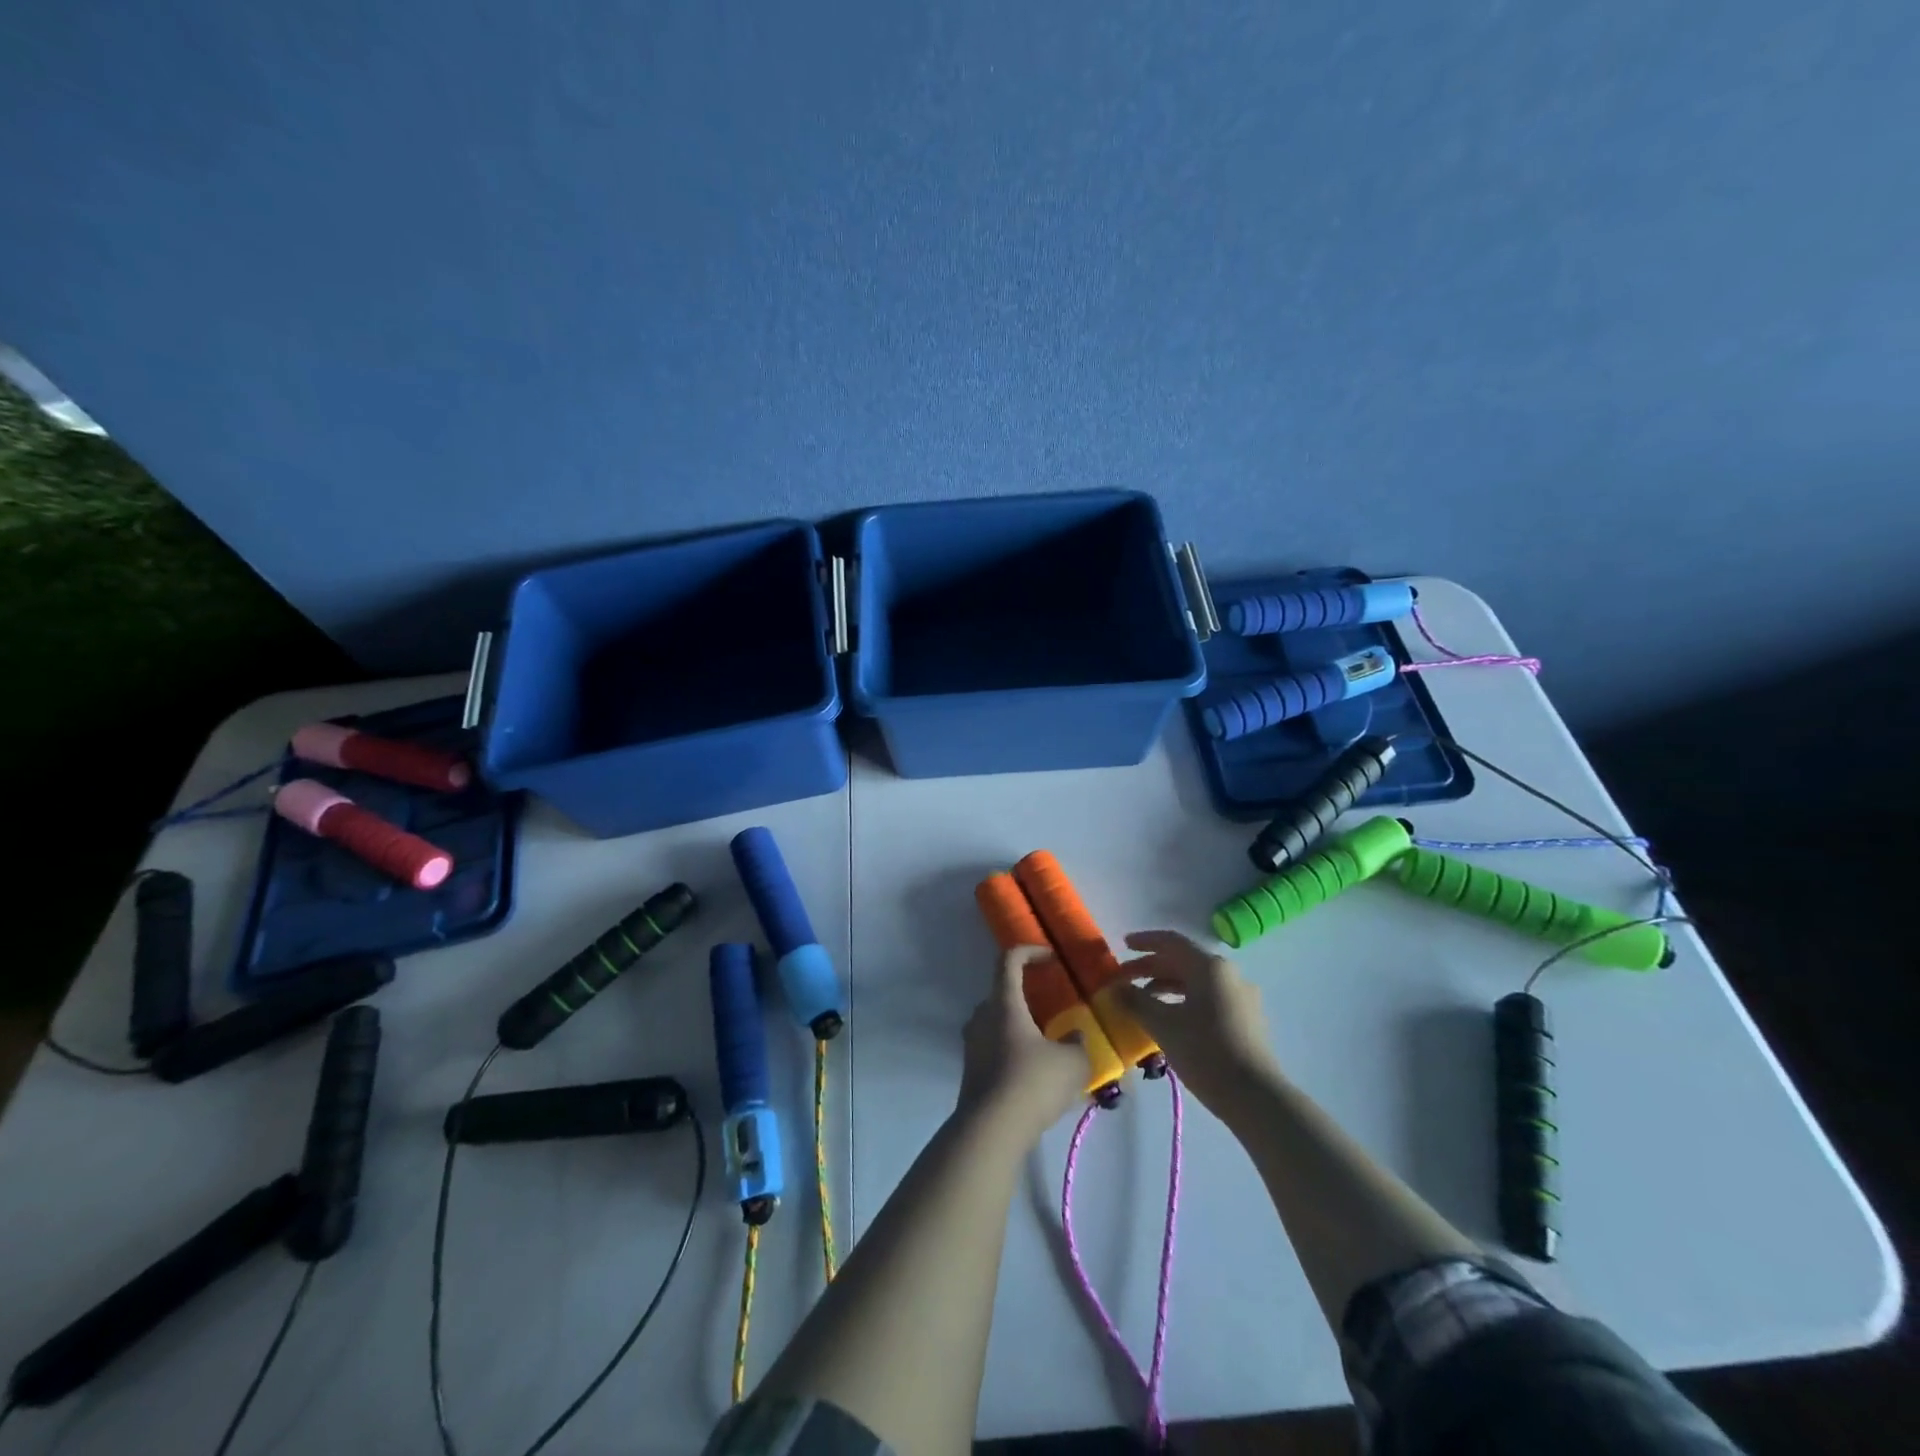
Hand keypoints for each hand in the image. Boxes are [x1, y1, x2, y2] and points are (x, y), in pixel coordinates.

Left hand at [956, 947, 1089, 1146]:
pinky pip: (995, 1048)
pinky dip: (1015, 1051)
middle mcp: (982, 1016)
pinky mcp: (971, 1070)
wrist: (990, 1131)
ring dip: (1023, 1028)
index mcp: (1004, 1003)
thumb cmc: (1032, 1083)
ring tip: (1050, 1046)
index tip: (1051, 958)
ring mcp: (972, 1044)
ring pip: (999, 1023)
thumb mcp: (1072, 1062)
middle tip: (1056, 1011)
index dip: (1030, 952)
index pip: (1009, 960)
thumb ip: (1077, 1043)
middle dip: (1031, 998)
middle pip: (1004, 993)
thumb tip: (1075, 1035)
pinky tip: (1037, 1075)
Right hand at [1111, 930, 1281, 1112]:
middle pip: (1183, 961)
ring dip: (1166, 985)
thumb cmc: (1205, 1052)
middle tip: (1123, 977)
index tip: (1123, 945)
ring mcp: (1241, 997)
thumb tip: (1114, 988)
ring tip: (1142, 999)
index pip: (1171, 942)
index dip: (1145, 941)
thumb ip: (1135, 1001)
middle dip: (1151, 967)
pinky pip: (1208, 998)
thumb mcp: (1163, 1025)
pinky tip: (1169, 1019)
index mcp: (1209, 967)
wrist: (1256, 1097)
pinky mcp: (1246, 1019)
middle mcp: (1228, 974)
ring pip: (1196, 981)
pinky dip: (1183, 1000)